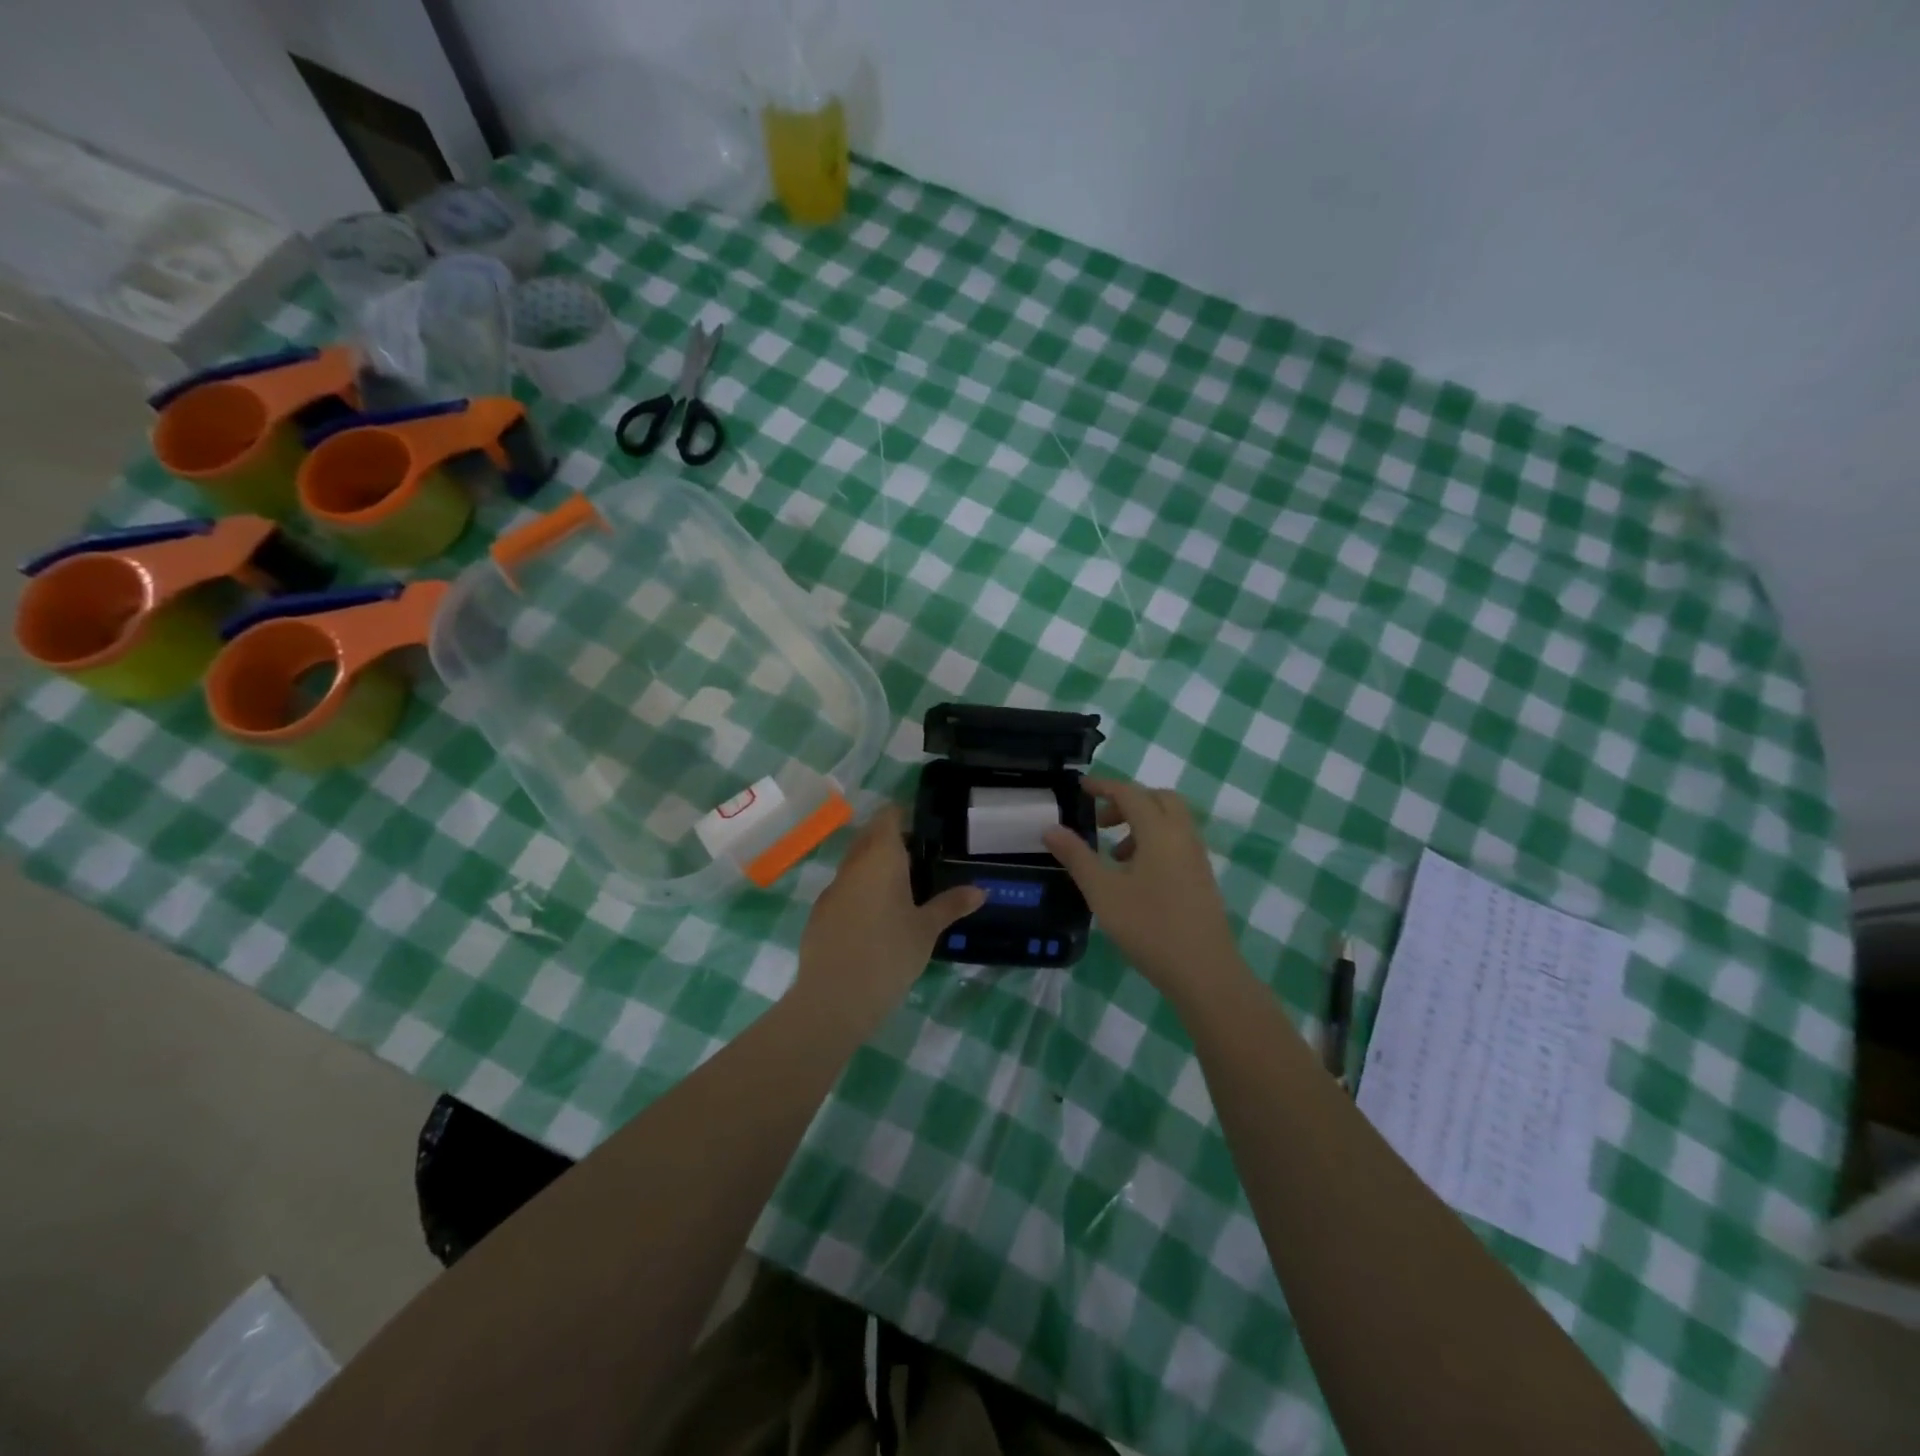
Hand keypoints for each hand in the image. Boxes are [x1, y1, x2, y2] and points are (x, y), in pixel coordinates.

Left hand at [794, 805, 984, 1023]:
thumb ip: (951, 905)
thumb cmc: (889, 955)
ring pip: (855, 864)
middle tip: (920, 857)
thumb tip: (981, 890)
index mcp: (880, 858)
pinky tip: (876, 918)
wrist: (834, 998)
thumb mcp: (926, 930)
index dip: (903, 815)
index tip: (924, 826)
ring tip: (903, 888)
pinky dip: (861, 892)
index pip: (887, 817)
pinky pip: (844, 890)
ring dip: (875, 867)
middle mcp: (852, 865)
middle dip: (891, 840)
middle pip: (869, 837)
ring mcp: (832, 889)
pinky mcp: (819, 913)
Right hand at [1042, 777, 1246, 997]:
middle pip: (1158, 799)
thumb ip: (1077, 856)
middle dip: (1127, 801)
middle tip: (1100, 821)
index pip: (1130, 793)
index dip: (1103, 786)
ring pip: (1170, 821)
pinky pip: (1177, 841)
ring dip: (1140, 824)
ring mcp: (1197, 857)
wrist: (1204, 972)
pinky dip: (1154, 842)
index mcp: (1160, 831)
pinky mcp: (1202, 877)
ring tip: (1113, 854)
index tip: (1080, 787)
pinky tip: (1136, 876)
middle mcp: (1183, 835)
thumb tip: (1051, 828)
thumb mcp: (1103, 892)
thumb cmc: (1149, 927)